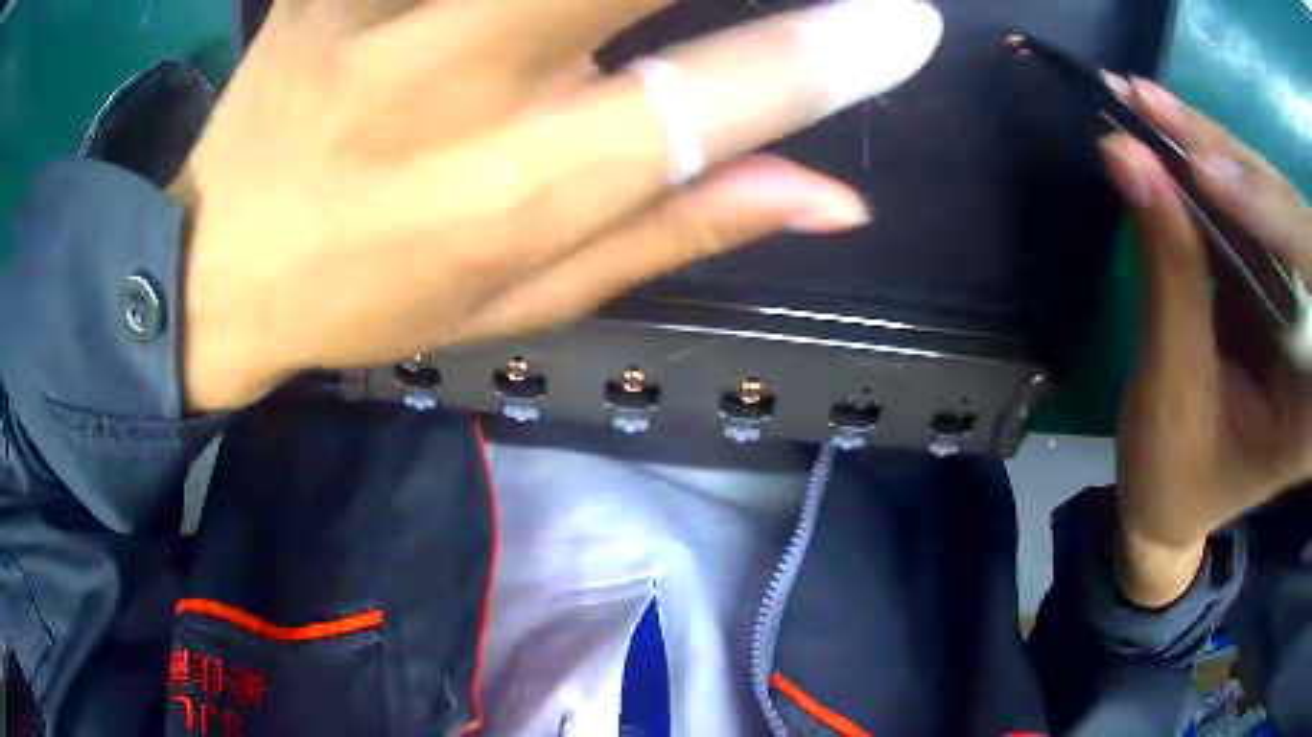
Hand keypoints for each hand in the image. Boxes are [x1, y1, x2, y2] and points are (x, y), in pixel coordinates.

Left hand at [172, 0, 944, 410]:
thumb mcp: (524, 299)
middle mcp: (451, 84)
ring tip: (628, 12)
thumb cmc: (367, 295)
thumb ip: (683, 226)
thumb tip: (836, 198)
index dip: (833, 55)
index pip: (718, 102)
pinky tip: (546, 6)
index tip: (908, 23)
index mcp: (516, 190)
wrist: (220, 265)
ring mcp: (372, 13)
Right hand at [1100, 77, 1311, 604]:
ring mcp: (1301, 303)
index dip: (1270, 215)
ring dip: (1211, 150)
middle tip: (1153, 108)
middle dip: (1230, 163)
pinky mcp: (1277, 279)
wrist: (1173, 502)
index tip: (1206, 170)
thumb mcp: (1171, 395)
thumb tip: (1129, 157)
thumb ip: (1169, 275)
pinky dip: (1211, 167)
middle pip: (1291, 223)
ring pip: (1269, 201)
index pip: (1311, 282)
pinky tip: (1171, 135)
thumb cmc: (1173, 479)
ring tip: (1147, 108)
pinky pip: (1253, 207)